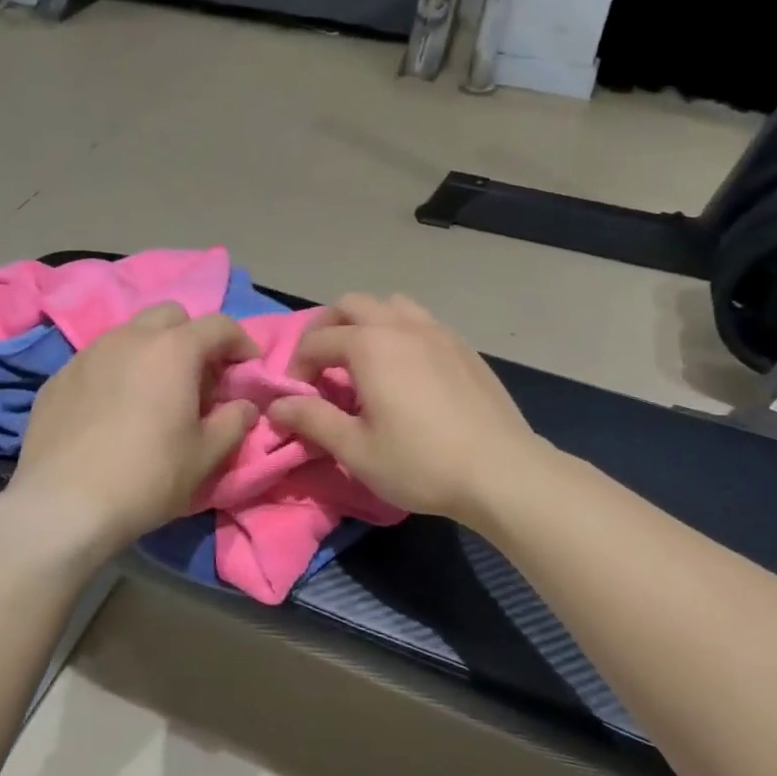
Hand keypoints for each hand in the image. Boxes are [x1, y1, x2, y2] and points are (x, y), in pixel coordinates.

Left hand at [7, 303, 261, 548]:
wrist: (64, 504)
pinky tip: (114, 410)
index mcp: (173, 350)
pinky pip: (98, 359)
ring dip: (152, 351)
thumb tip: (244, 406)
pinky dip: (117, 371)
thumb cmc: (148, 477)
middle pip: (170, 315)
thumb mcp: (205, 455)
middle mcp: (129, 338)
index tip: (247, 368)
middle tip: (199, 376)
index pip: (218, 324)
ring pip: (129, 334)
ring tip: (155, 392)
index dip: (240, 342)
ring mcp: (88, 354)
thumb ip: (234, 422)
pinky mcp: (59, 377)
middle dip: (192, 336)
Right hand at [266, 294, 540, 520]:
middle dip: (327, 328)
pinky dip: (401, 332)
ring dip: (367, 322)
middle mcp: (402, 326)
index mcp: (370, 346)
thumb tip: (276, 407)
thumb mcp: (355, 449)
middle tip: (322, 365)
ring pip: (391, 305)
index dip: (297, 367)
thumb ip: (312, 420)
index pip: (317, 341)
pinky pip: (422, 322)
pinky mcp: (464, 347)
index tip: (296, 398)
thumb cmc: (420, 462)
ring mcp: (438, 332)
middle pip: (352, 304)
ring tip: (364, 360)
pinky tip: (407, 370)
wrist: (500, 471)